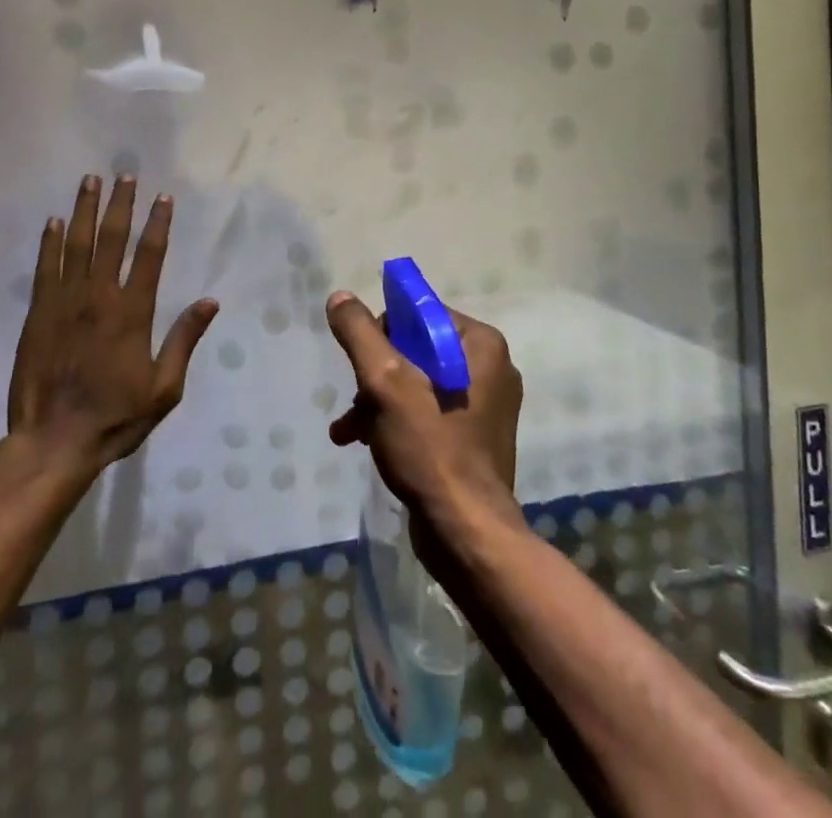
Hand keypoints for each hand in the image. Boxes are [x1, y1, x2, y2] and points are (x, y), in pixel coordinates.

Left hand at [7, 175, 218, 474]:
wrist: (54, 442)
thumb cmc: (116, 417)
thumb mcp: (165, 389)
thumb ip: (185, 340)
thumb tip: (210, 302)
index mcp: (133, 313)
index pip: (150, 256)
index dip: (158, 224)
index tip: (163, 197)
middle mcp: (99, 298)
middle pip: (111, 239)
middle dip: (120, 204)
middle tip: (124, 175)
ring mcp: (64, 303)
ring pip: (76, 245)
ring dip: (85, 210)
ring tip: (90, 181)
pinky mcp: (37, 315)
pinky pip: (45, 269)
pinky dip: (50, 242)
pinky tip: (54, 221)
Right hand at [324, 292, 523, 530]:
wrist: (466, 533)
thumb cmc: (429, 447)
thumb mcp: (384, 382)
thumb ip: (360, 333)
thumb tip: (340, 297)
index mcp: (481, 343)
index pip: (420, 315)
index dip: (384, 335)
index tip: (366, 367)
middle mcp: (491, 366)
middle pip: (416, 350)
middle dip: (376, 376)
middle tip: (356, 404)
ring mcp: (486, 404)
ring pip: (418, 383)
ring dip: (379, 401)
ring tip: (348, 430)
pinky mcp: (476, 436)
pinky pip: (430, 411)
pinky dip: (398, 420)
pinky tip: (365, 442)